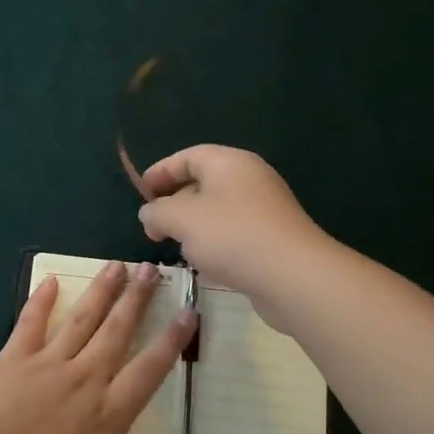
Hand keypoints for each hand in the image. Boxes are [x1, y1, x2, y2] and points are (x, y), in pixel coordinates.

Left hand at [0, 260, 195, 433]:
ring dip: (102, 291)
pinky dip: (41, 300)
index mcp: (108, 413)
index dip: (171, 340)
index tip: (188, 312)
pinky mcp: (14, 356)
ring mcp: (49, 362)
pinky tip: (51, 279)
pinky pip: (31, 322)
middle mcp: (85, 378)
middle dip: (138, 298)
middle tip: (152, 269)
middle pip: (118, 331)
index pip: (149, 369)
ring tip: (118, 265)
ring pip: (82, 319)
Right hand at [136, 146, 332, 322]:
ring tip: (176, 246)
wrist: (293, 276)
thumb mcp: (181, 219)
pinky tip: (207, 263)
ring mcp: (265, 209)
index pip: (187, 156)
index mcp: (229, 162)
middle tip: (154, 225)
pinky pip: (234, 232)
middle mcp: (250, 178)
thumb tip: (150, 214)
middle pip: (203, 182)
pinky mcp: (273, 238)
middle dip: (174, 202)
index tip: (140, 193)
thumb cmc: (232, 236)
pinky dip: (215, 242)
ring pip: (218, 210)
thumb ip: (156, 212)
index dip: (160, 172)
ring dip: (194, 226)